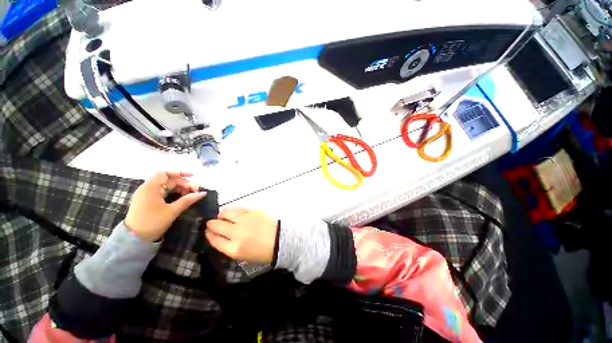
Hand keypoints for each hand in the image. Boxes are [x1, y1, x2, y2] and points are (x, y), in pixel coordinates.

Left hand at [125, 171, 206, 240]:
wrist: (134, 239)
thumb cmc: (153, 222)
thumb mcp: (172, 211)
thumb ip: (188, 200)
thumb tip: (203, 193)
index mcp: (150, 187)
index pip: (165, 173)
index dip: (180, 173)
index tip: (193, 177)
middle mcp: (147, 188)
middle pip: (168, 180)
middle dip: (183, 183)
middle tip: (195, 190)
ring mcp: (146, 195)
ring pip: (166, 186)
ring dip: (179, 188)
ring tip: (190, 195)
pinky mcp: (147, 201)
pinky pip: (162, 192)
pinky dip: (172, 193)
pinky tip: (181, 198)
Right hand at [205, 208, 277, 263]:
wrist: (281, 240)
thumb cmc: (262, 252)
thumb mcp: (243, 256)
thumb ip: (228, 246)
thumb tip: (219, 236)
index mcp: (234, 248)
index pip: (214, 239)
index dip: (209, 234)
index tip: (207, 231)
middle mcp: (237, 233)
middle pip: (217, 224)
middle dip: (211, 223)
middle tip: (213, 222)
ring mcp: (246, 220)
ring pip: (226, 212)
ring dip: (222, 214)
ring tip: (224, 216)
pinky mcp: (254, 211)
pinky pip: (239, 208)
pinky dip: (235, 210)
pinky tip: (237, 213)